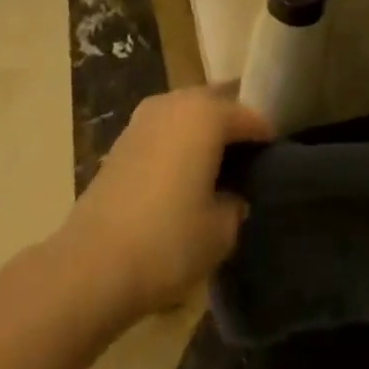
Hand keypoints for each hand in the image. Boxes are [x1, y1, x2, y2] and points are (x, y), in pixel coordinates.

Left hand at [58, 86, 271, 320]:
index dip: (267, 140)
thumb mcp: (221, 231)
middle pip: (216, 104)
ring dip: (203, 133)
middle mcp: (176, 102)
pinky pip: (164, 130)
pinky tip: (181, 178)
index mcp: (206, 114)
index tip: (277, 164)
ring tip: (215, 170)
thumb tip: (232, 195)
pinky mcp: (122, 139)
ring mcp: (144, 117)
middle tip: (248, 163)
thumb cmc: (167, 241)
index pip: (249, 117)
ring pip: (187, 114)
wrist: (91, 265)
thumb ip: (236, 204)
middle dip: (233, 128)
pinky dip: (177, 144)